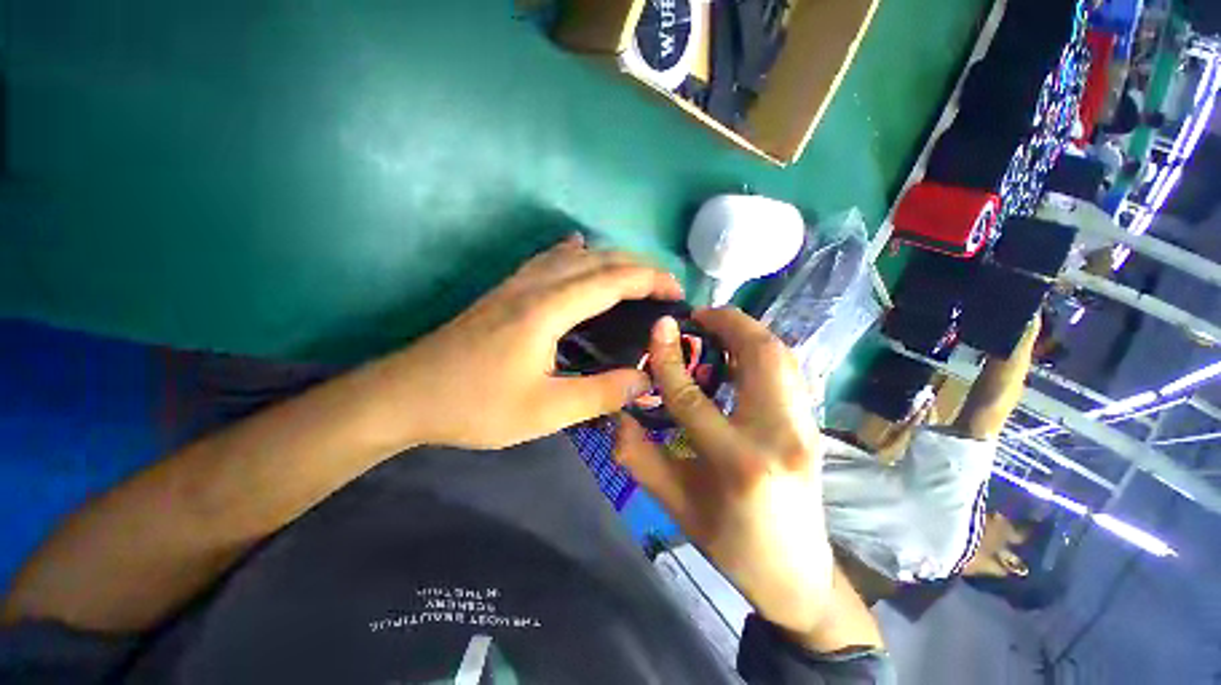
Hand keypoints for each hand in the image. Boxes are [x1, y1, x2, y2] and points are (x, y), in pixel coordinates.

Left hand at [377, 236, 682, 449]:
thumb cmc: (475, 405)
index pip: (613, 279)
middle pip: (594, 258)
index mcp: (548, 309)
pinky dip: (574, 257)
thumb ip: (599, 393)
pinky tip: (575, 261)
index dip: (651, 279)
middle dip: (636, 265)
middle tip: (665, 289)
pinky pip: (547, 261)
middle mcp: (533, 285)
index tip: (679, 293)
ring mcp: (512, 286)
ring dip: (607, 259)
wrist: (410, 393)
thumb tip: (645, 379)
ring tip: (632, 279)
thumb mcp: (544, 411)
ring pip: (569, 255)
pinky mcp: (499, 295)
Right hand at [615, 308, 833, 635]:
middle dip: (728, 323)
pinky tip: (743, 365)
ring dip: (751, 335)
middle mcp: (782, 436)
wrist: (793, 571)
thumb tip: (616, 414)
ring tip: (717, 337)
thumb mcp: (678, 509)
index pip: (696, 398)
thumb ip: (642, 459)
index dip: (670, 360)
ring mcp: (808, 429)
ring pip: (785, 357)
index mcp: (740, 464)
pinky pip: (793, 374)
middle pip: (761, 355)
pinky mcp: (815, 428)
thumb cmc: (731, 548)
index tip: (657, 328)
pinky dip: (768, 355)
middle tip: (696, 319)